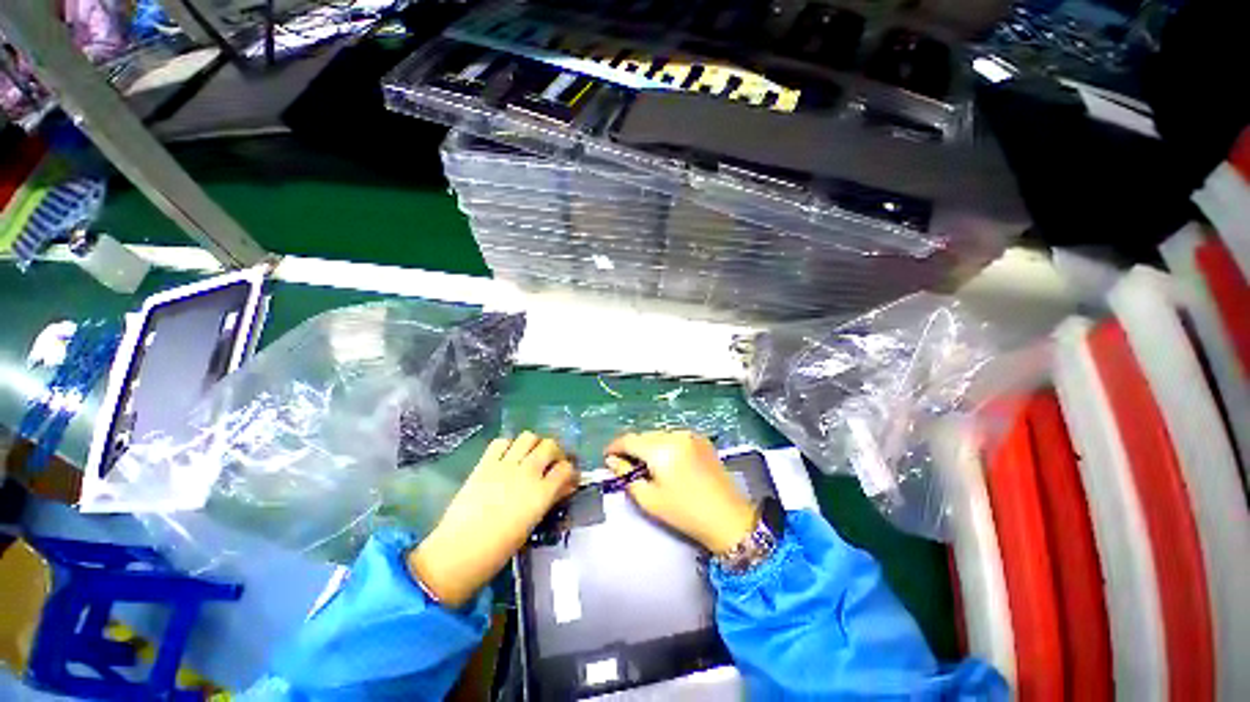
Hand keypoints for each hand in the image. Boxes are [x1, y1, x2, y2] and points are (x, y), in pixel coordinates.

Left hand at [409, 432, 577, 606]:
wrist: (459, 552)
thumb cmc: (499, 549)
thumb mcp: (532, 524)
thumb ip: (550, 500)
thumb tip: (565, 487)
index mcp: (542, 493)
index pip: (566, 468)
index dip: (570, 471)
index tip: (568, 477)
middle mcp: (527, 473)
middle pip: (550, 445)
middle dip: (555, 452)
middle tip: (551, 463)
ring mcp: (505, 465)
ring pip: (529, 437)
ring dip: (534, 444)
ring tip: (530, 456)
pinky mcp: (485, 464)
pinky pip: (501, 442)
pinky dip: (508, 445)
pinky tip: (507, 457)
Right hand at [605, 431, 755, 553]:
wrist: (728, 517)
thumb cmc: (685, 513)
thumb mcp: (649, 499)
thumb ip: (626, 476)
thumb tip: (612, 461)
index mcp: (661, 449)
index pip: (629, 439)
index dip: (615, 446)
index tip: (607, 456)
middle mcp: (675, 435)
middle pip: (644, 435)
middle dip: (632, 447)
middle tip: (625, 465)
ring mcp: (690, 435)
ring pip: (659, 435)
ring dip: (648, 446)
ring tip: (646, 465)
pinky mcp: (700, 439)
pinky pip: (674, 437)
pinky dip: (664, 445)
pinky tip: (667, 462)